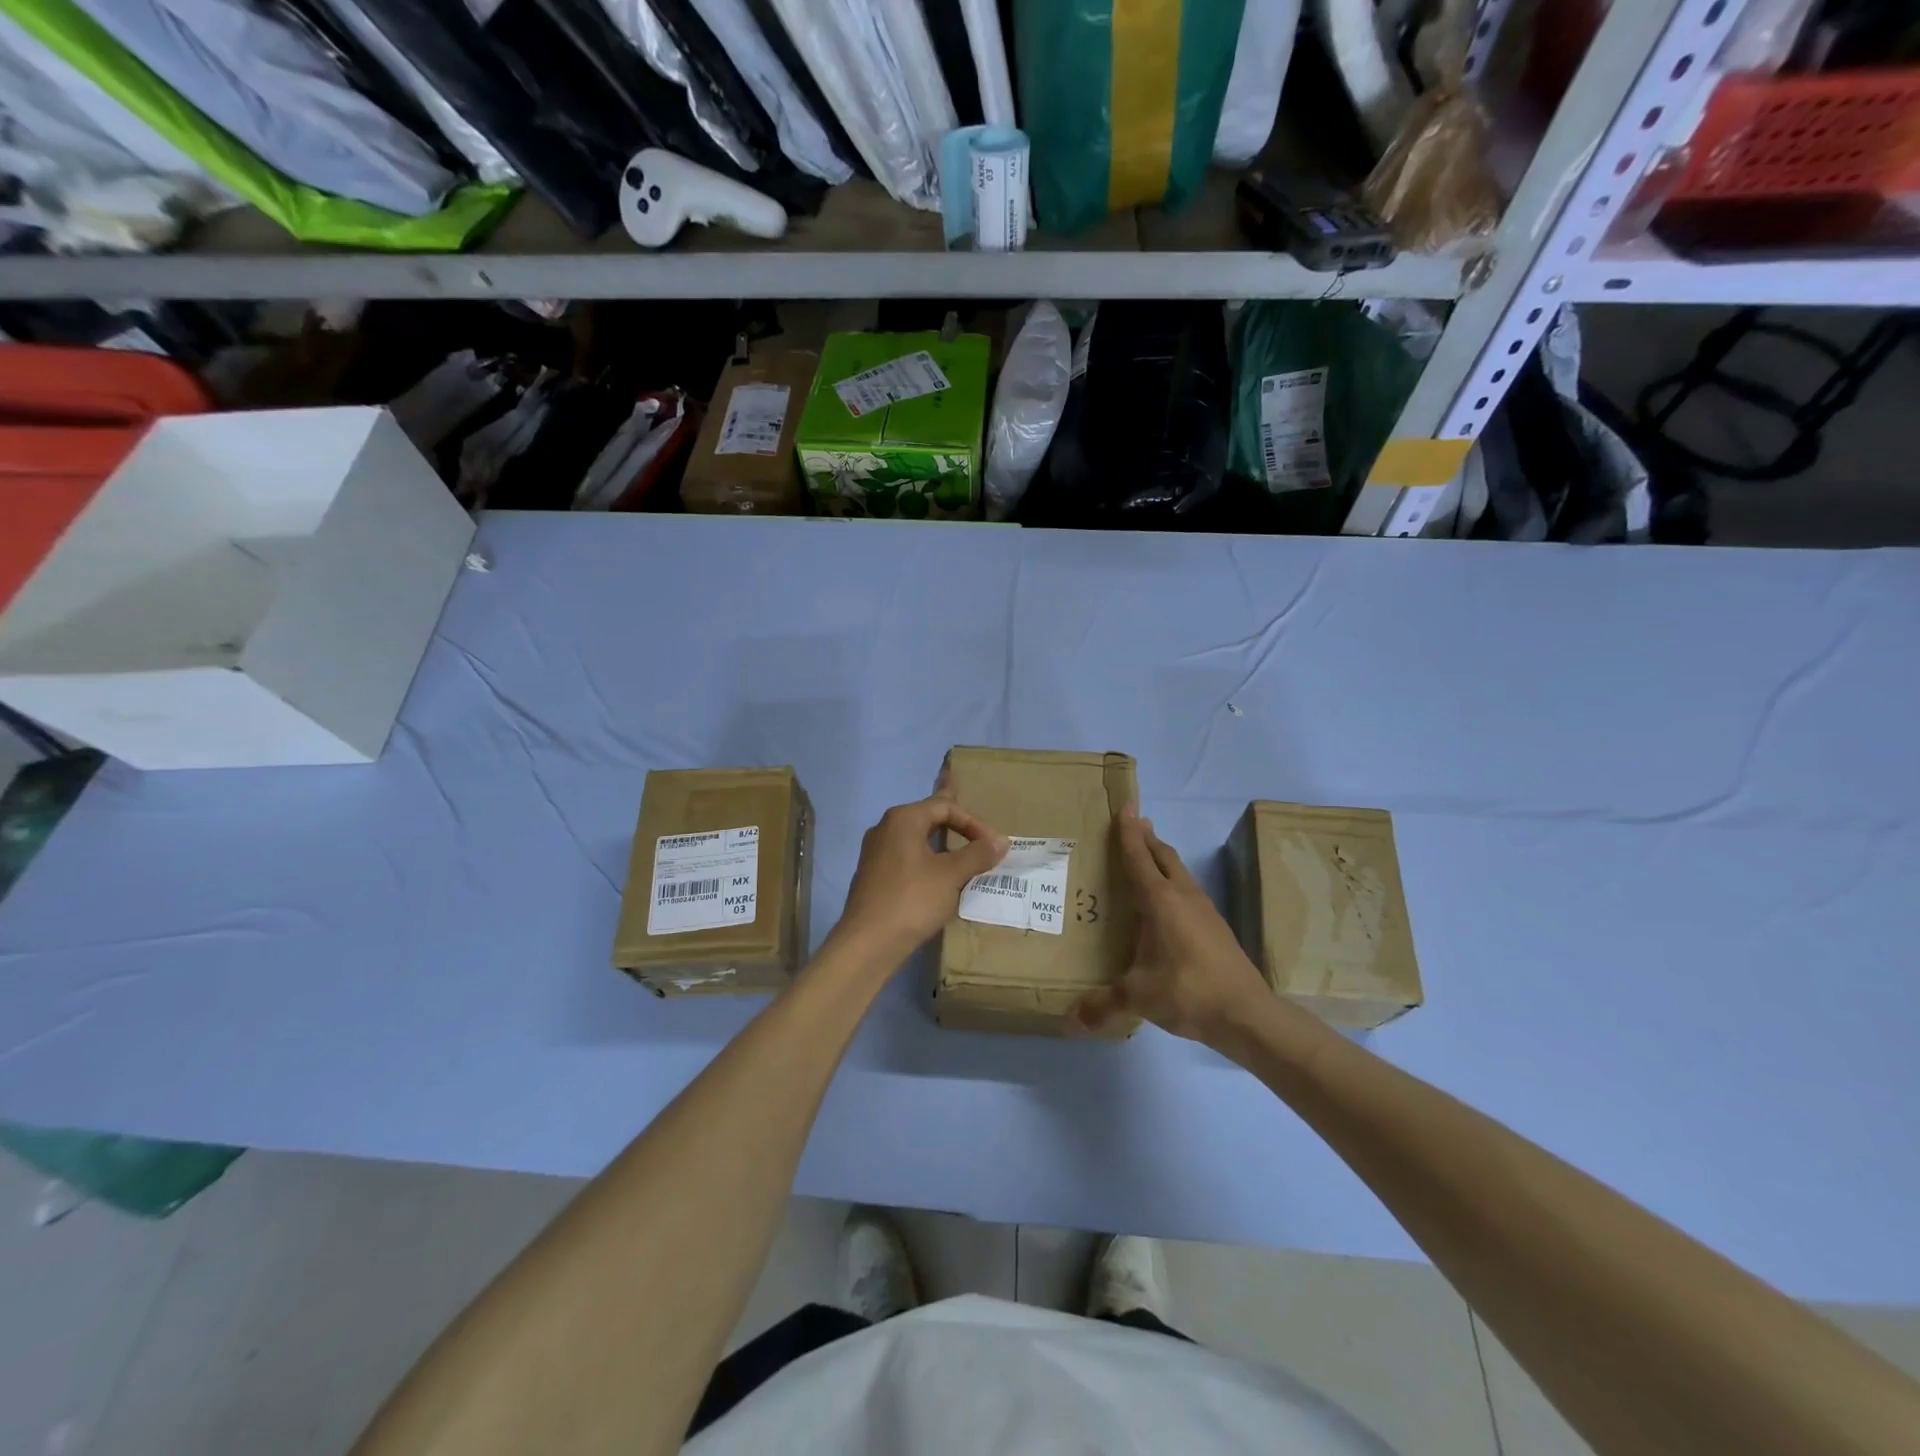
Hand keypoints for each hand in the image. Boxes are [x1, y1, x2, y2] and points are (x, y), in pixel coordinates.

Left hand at [833, 791, 1008, 959]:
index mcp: (903, 819)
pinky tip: (940, 879)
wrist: (867, 944)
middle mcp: (885, 829)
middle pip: (928, 818)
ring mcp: (876, 853)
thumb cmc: (912, 900)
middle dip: (957, 825)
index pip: (945, 806)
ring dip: (943, 846)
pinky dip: (928, 863)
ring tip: (963, 852)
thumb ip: (978, 854)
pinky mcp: (875, 877)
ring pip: (917, 840)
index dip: (974, 823)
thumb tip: (1001, 841)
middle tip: (979, 832)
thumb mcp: (951, 875)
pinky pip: (908, 860)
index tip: (993, 846)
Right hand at [1069, 808, 1272, 1047]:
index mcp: (1160, 901)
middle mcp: (1183, 896)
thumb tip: (1070, 1022)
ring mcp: (1205, 910)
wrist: (1247, 1013)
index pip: (1138, 858)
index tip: (1124, 808)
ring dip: (1163, 858)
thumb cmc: (1187, 991)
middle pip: (1164, 856)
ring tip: (1150, 855)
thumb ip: (1103, 1005)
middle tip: (1135, 822)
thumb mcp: (1138, 997)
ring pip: (1181, 872)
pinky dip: (1174, 882)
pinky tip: (1170, 902)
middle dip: (1147, 838)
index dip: (1128, 833)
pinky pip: (1190, 891)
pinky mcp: (1217, 928)